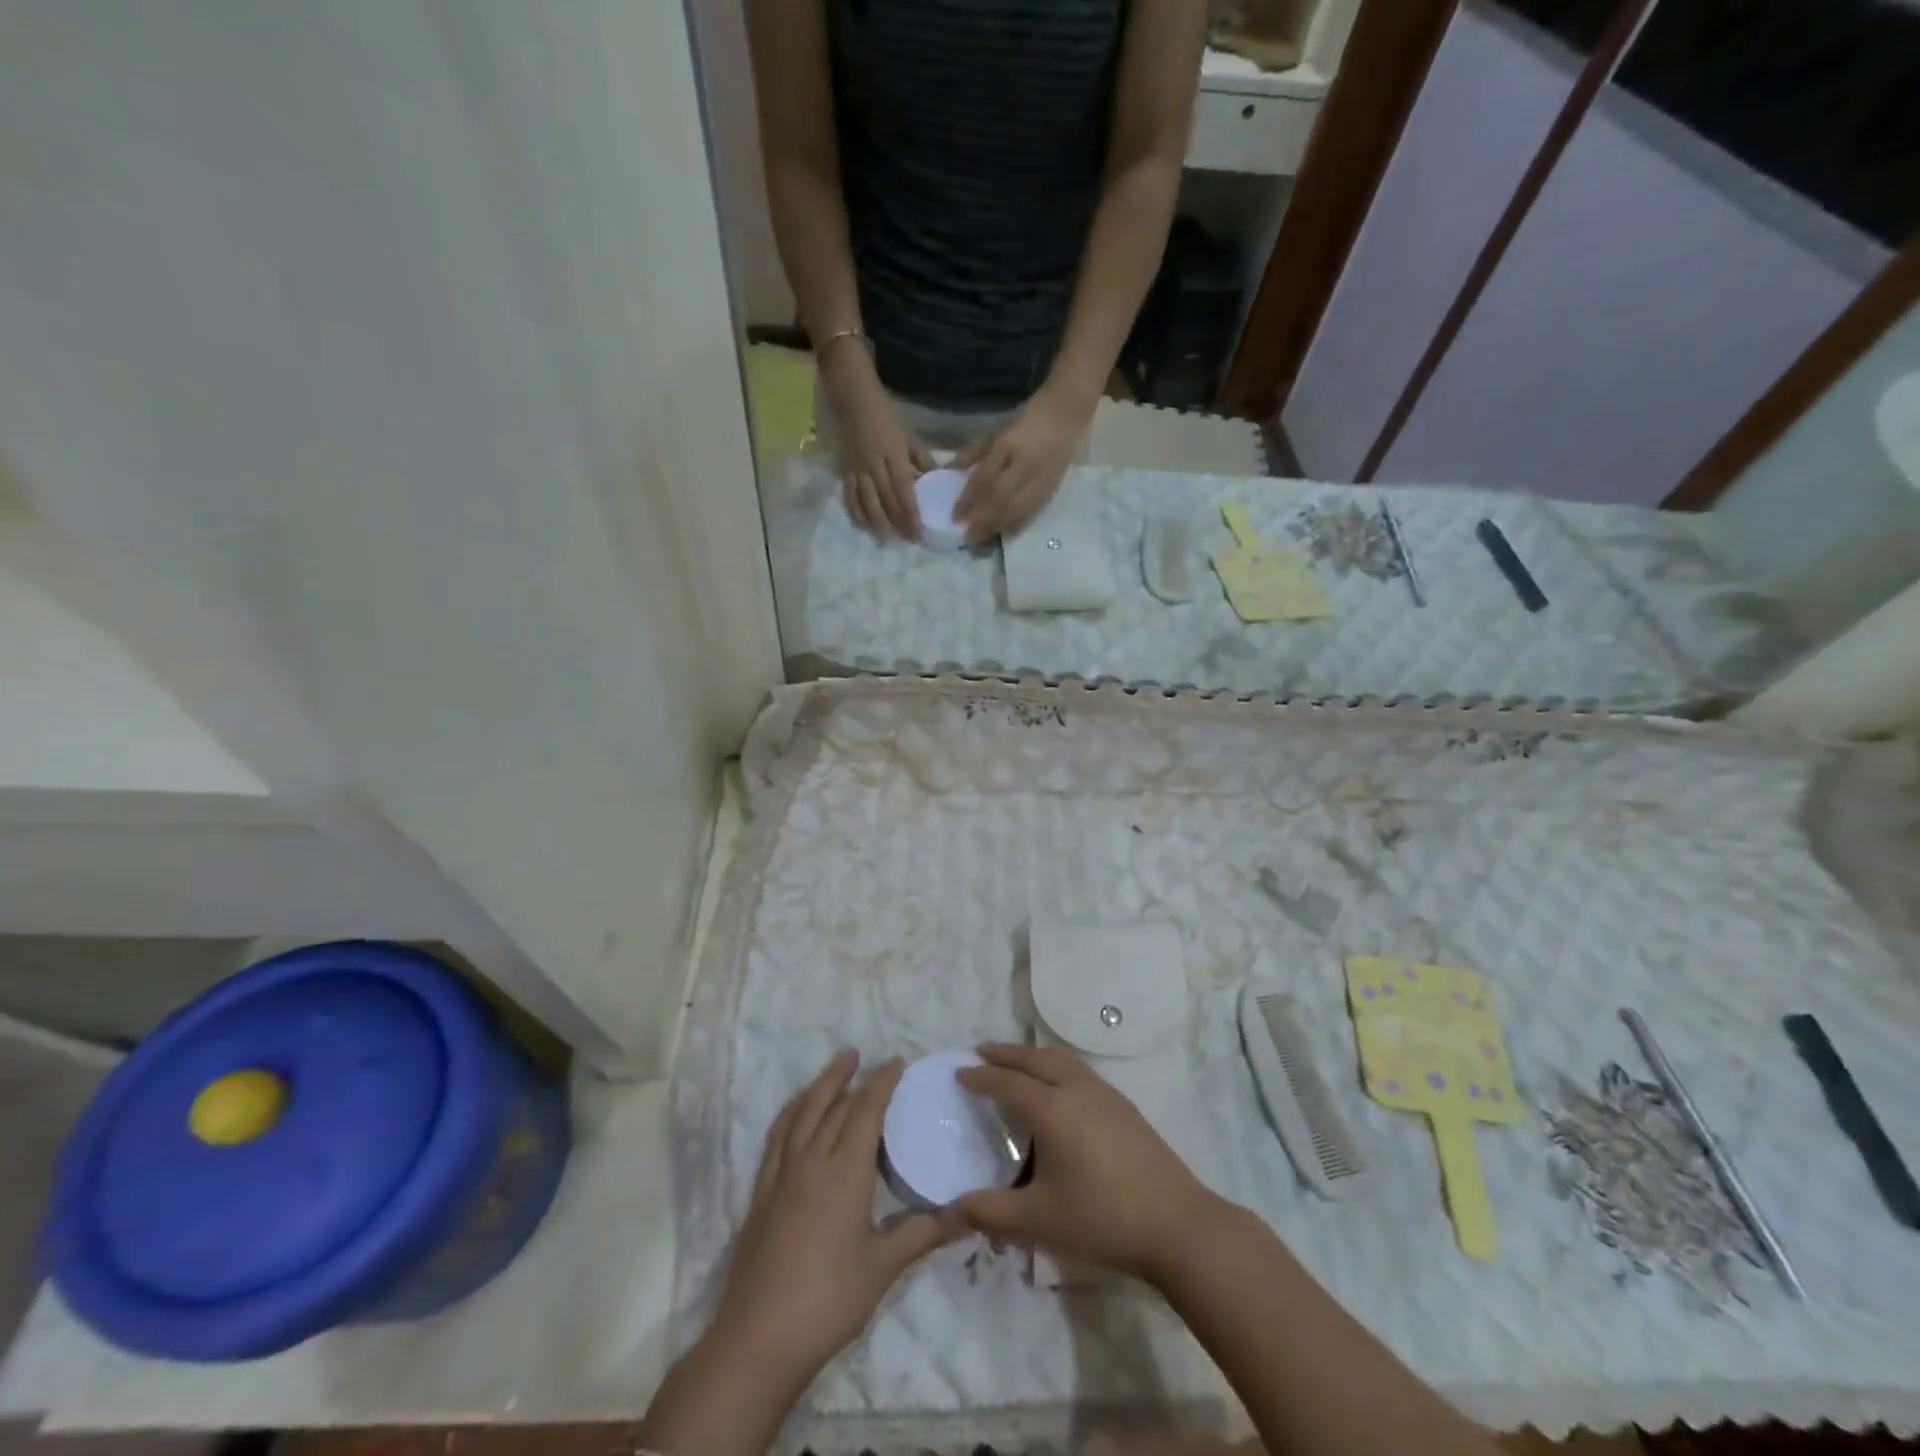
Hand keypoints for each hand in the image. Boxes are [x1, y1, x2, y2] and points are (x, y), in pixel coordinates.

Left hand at [711, 1051, 952, 1382]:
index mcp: (845, 1172)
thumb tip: (965, 1217)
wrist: (759, 1338)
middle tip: (866, 1057)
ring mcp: (782, 1176)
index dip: (882, 1083)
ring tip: (835, 1067)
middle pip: (833, 1106)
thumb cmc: (829, 1300)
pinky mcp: (762, 1194)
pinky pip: (777, 1138)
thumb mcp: (883, 1268)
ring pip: (802, 1114)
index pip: (866, 1111)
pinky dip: (791, 1114)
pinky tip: (796, 1113)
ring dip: (820, 1085)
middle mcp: (812, 1161)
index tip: (897, 1062)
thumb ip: (922, 1235)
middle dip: (852, 1077)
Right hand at [823, 348, 932, 539]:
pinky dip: (857, 513)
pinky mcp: (845, 470)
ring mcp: (857, 469)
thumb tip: (936, 482)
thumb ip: (922, 461)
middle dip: (898, 523)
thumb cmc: (887, 415)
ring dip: (878, 523)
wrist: (853, 398)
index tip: (919, 531)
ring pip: (867, 502)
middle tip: (909, 541)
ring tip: (888, 539)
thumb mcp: (910, 436)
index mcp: (893, 454)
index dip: (910, 513)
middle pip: (886, 500)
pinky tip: (864, 526)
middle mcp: (874, 465)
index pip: (903, 490)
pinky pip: (849, 496)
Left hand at [953, 382, 1094, 542]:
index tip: (955, 516)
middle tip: (966, 536)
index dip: (968, 500)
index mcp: (1008, 445)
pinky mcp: (1052, 487)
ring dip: (997, 526)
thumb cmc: (1030, 416)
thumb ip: (976, 450)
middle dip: (981, 520)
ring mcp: (1040, 479)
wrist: (1069, 411)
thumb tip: (953, 469)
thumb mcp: (1000, 428)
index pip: (984, 479)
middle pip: (1000, 500)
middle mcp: (1024, 465)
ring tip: (981, 539)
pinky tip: (1004, 532)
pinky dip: (1016, 523)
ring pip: (1016, 509)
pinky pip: (1032, 510)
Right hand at [954, 1043, 1221, 1283]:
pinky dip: (1057, 1066)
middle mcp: (1076, 1089)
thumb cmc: (1101, 1218)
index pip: (1007, 1082)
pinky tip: (1060, 1087)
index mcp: (1052, 1109)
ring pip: (1061, 1060)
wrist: (1177, 1224)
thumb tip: (949, 1208)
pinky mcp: (1125, 1107)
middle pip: (1035, 1059)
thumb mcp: (1038, 1221)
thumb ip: (990, 1212)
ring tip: (1017, 1062)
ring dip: (1033, 1056)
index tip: (959, 1072)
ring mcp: (1105, 1095)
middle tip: (982, 1052)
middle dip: (1006, 1054)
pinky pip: (1079, 1071)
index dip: (981, 1077)